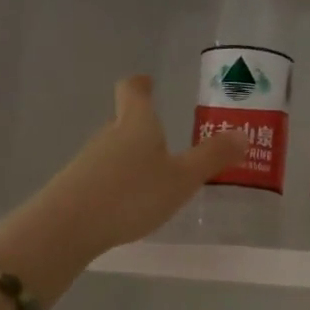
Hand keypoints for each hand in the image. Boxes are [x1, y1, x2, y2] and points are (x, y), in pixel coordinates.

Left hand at [0, 76, 244, 302]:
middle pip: (124, 122)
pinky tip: (128, 205)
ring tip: (153, 178)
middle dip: (143, 128)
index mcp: (137, 124)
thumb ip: (211, 158)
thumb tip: (241, 134)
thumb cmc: (131, 194)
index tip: (148, 82)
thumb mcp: (181, 179)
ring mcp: (88, 161)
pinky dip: (118, 183)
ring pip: (114, 152)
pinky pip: (103, 177)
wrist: (68, 227)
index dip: (141, 85)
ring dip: (131, 159)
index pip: (133, 91)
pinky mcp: (75, 187)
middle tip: (166, 141)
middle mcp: (109, 135)